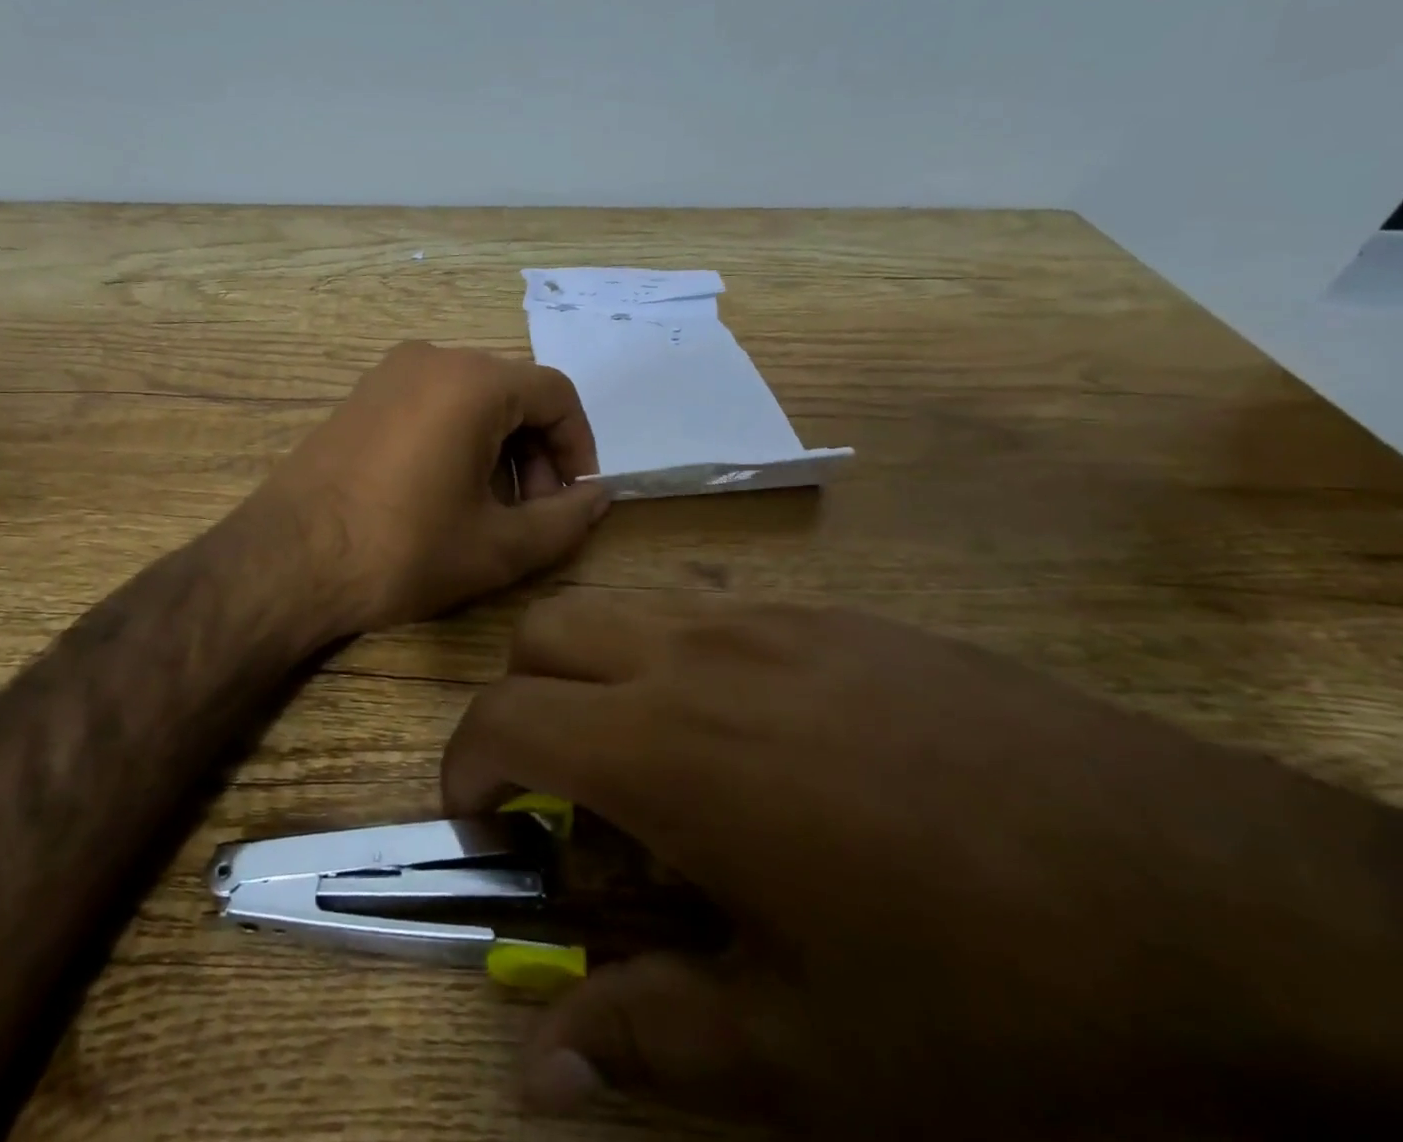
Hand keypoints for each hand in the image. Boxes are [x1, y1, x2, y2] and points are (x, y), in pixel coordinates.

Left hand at [255, 342, 609, 634]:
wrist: (285, 560)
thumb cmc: (400, 550)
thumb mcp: (497, 547)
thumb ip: (564, 520)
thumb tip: (597, 496)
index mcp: (472, 381)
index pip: (556, 394)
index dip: (579, 446)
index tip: (574, 497)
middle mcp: (432, 358)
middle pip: (513, 394)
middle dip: (537, 453)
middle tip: (532, 514)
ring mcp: (389, 373)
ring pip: (473, 400)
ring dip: (498, 450)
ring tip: (489, 511)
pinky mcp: (361, 397)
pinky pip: (432, 404)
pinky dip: (458, 440)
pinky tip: (444, 495)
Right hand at [443, 591, 1402, 1136]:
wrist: (1205, 889)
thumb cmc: (986, 989)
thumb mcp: (810, 1052)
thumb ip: (650, 1039)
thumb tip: (535, 1066)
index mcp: (667, 746)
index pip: (504, 718)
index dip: (467, 772)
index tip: (486, 829)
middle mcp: (694, 654)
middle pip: (545, 632)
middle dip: (520, 703)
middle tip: (563, 792)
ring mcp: (764, 619)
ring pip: (619, 605)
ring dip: (592, 670)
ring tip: (647, 758)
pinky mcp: (827, 614)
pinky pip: (704, 607)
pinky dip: (673, 654)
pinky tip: (748, 732)